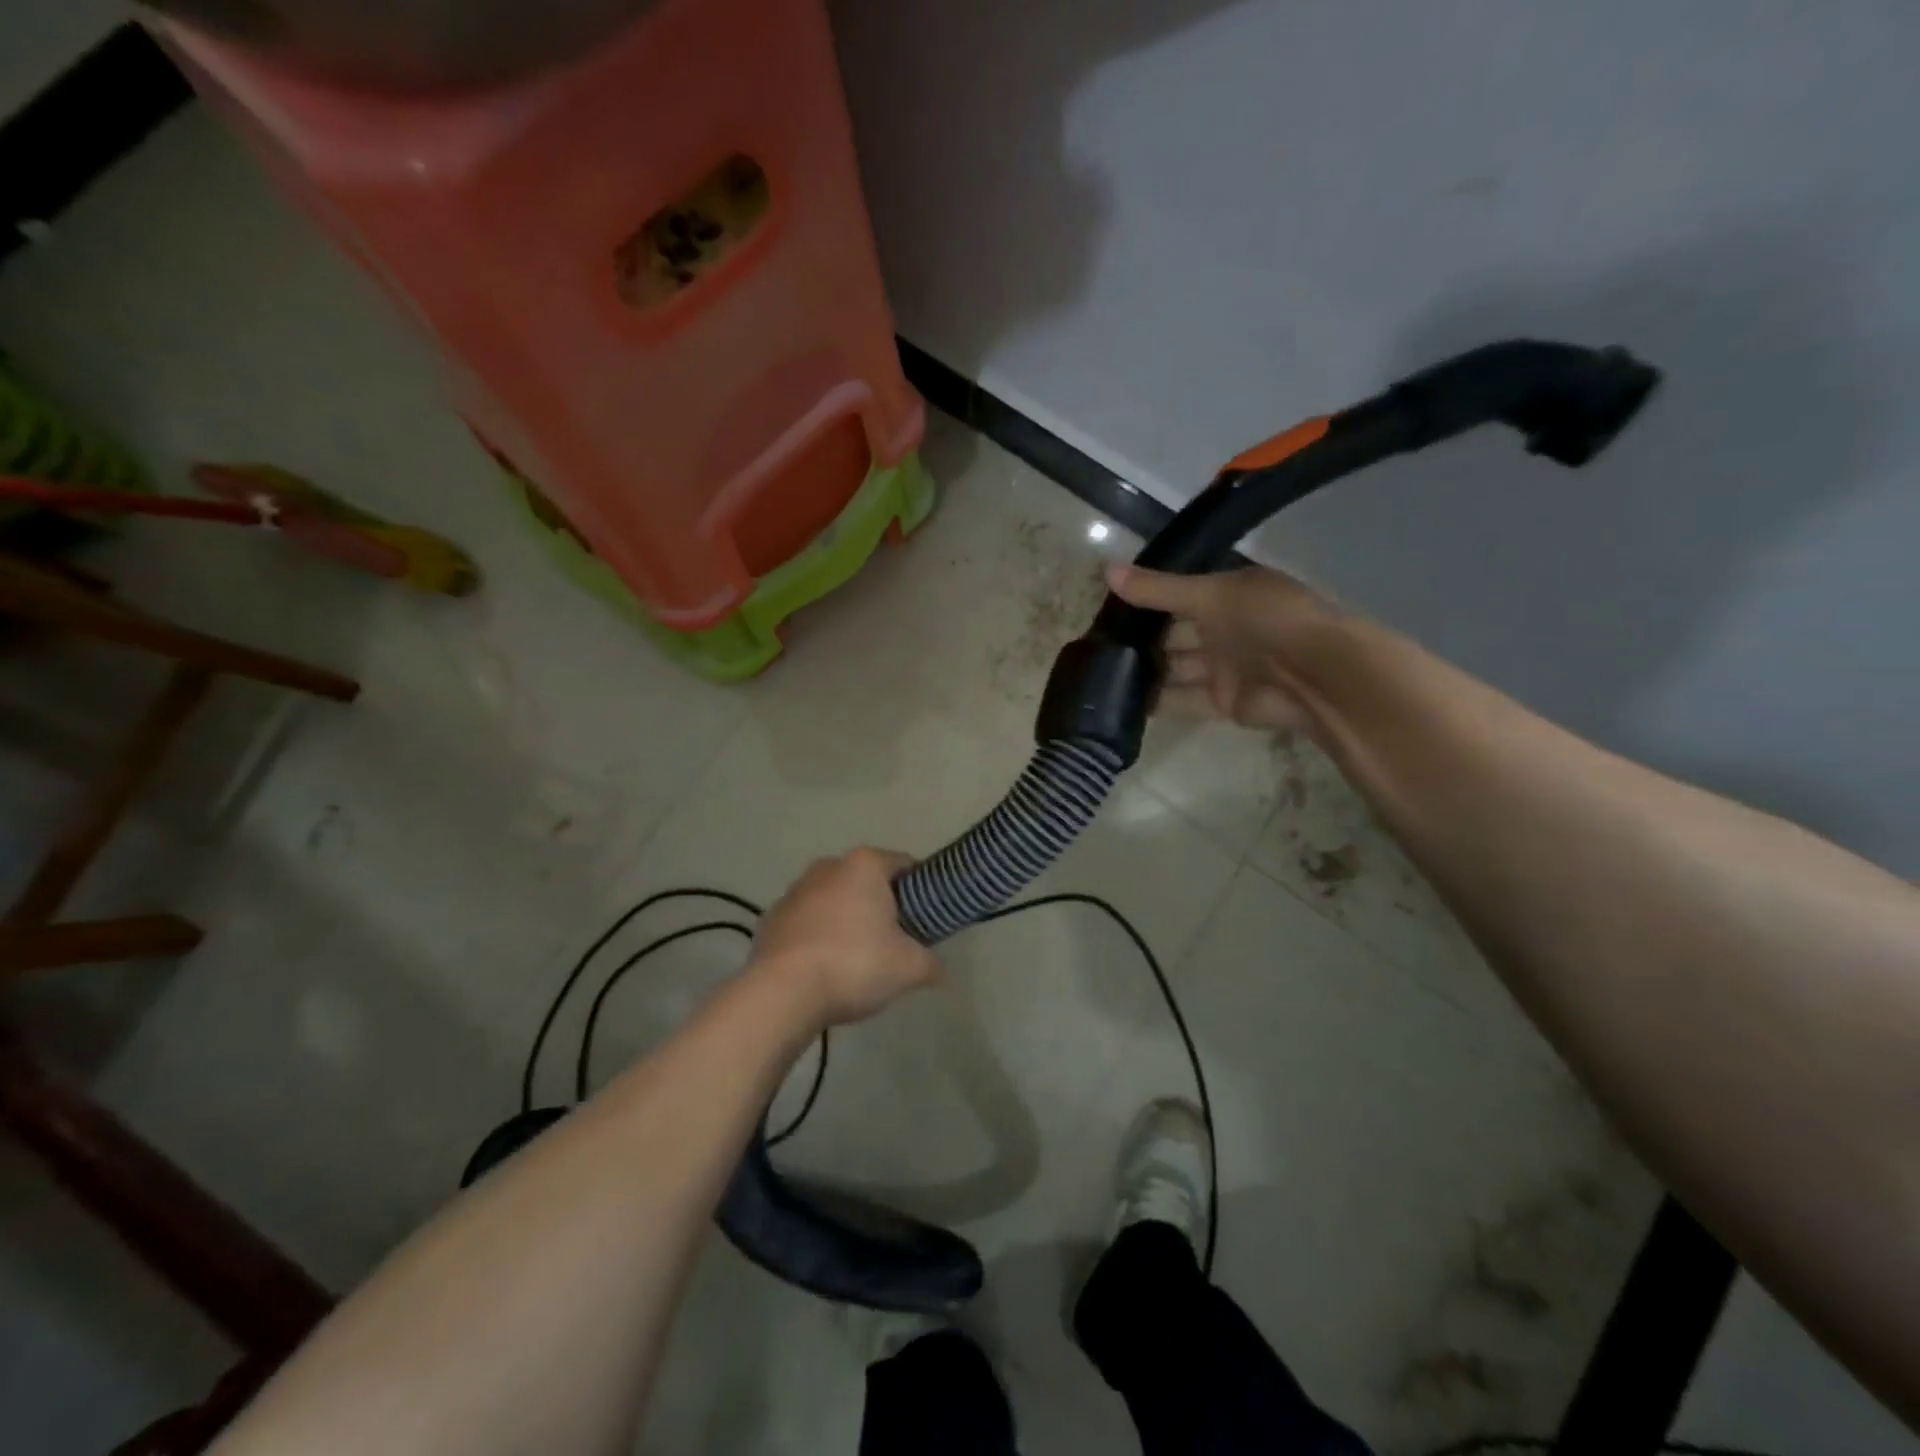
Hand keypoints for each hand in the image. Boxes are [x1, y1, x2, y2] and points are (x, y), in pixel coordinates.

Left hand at [752, 849, 940, 1027]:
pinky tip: (824, 968)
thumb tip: (939, 970)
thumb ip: (931, 963)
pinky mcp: (771, 918)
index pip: (905, 865)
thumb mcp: (909, 968)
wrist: (782, 993)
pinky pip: (806, 922)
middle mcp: (828, 867)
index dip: (921, 890)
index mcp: (865, 864)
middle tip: (895, 942)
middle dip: (881, 906)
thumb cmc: (854, 964)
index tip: (926, 919)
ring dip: (846, 921)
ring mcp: (794, 891)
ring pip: (834, 900)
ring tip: (857, 960)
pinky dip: (817, 937)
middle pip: (866, 882)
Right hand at [1105, 562, 1338, 734]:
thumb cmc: (1268, 618)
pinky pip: (1182, 699)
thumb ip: (1157, 589)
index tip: (1103, 605)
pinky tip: (1119, 700)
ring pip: (1174, 668)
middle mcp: (1224, 629)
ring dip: (1143, 671)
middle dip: (1138, 639)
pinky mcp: (1222, 702)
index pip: (1176, 595)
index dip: (1143, 598)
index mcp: (1227, 594)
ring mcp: (1223, 667)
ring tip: (1098, 673)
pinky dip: (1156, 701)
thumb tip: (1104, 569)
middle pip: (1172, 634)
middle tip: (1093, 643)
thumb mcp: (1210, 593)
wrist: (1317, 675)